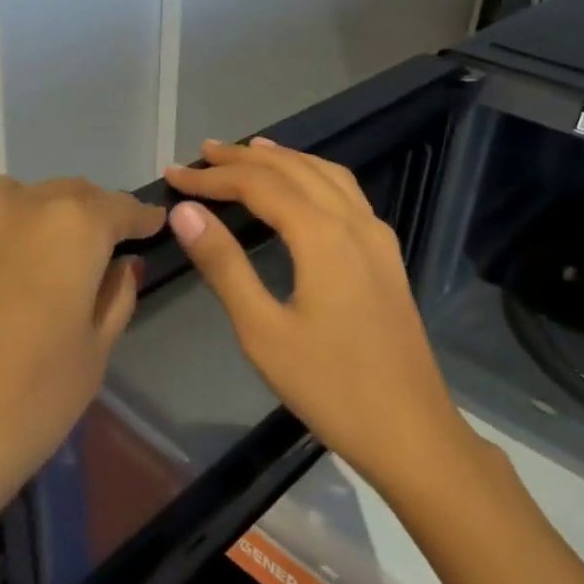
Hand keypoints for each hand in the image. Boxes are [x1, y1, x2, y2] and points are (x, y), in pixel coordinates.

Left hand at [0, 175, 164, 551]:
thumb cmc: (21, 408)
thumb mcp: (91, 357)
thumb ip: (113, 299)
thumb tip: (120, 266)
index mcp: (69, 225)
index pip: (118, 207)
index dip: (141, 218)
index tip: (154, 226)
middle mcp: (12, 206)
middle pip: (66, 196)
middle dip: (92, 216)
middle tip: (105, 250)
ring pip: (15, 205)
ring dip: (41, 223)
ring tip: (49, 266)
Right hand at [164, 139, 471, 491]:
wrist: (410, 430)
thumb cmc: (329, 386)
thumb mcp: (263, 331)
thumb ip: (224, 265)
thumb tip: (185, 212)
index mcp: (322, 235)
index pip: (259, 186)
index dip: (213, 177)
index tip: (173, 175)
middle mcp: (354, 222)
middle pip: (295, 169)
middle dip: (246, 158)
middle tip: (203, 154)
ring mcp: (377, 237)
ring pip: (327, 176)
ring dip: (285, 160)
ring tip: (250, 153)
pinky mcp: (387, 256)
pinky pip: (347, 195)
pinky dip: (315, 177)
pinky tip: (303, 190)